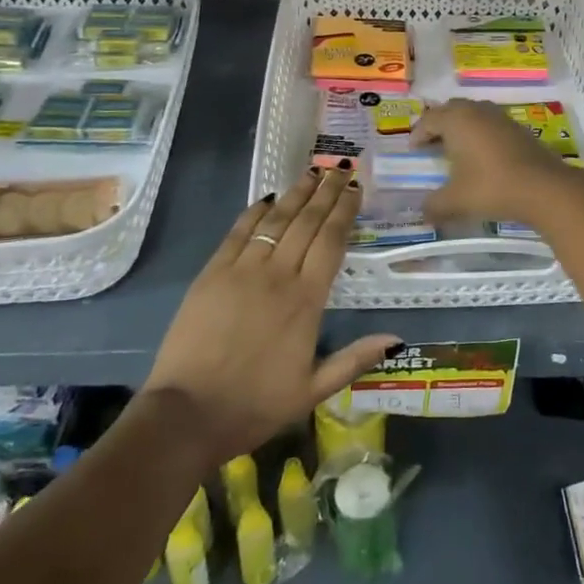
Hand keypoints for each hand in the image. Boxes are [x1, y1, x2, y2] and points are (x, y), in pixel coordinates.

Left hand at [141, 169, 398, 463]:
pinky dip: (254, 212)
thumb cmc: (255, 405)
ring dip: (296, 194)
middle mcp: (278, 275)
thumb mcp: (313, 390)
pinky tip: (267, 199)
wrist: (187, 415)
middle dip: (326, 192)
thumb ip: (354, 359)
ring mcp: (242, 270)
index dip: (345, 211)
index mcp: (306, 300)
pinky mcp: (212, 274)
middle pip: (307, 222)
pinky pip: (238, 233)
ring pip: (275, 220)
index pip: (331, 241)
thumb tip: (396, 338)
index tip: (356, 189)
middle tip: (339, 169)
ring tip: (311, 173)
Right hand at [412, 99, 578, 227]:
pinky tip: (483, 156)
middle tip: (432, 145)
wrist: (544, 188)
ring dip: (462, 127)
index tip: (414, 151)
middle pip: (451, 109)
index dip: (418, 134)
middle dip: (439, 125)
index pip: (429, 119)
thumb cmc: (492, 187)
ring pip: (474, 114)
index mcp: (457, 119)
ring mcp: (501, 117)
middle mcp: (478, 110)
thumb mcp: (456, 201)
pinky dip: (481, 134)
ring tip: (456, 150)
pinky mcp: (519, 128)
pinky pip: (491, 124)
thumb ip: (434, 205)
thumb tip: (423, 212)